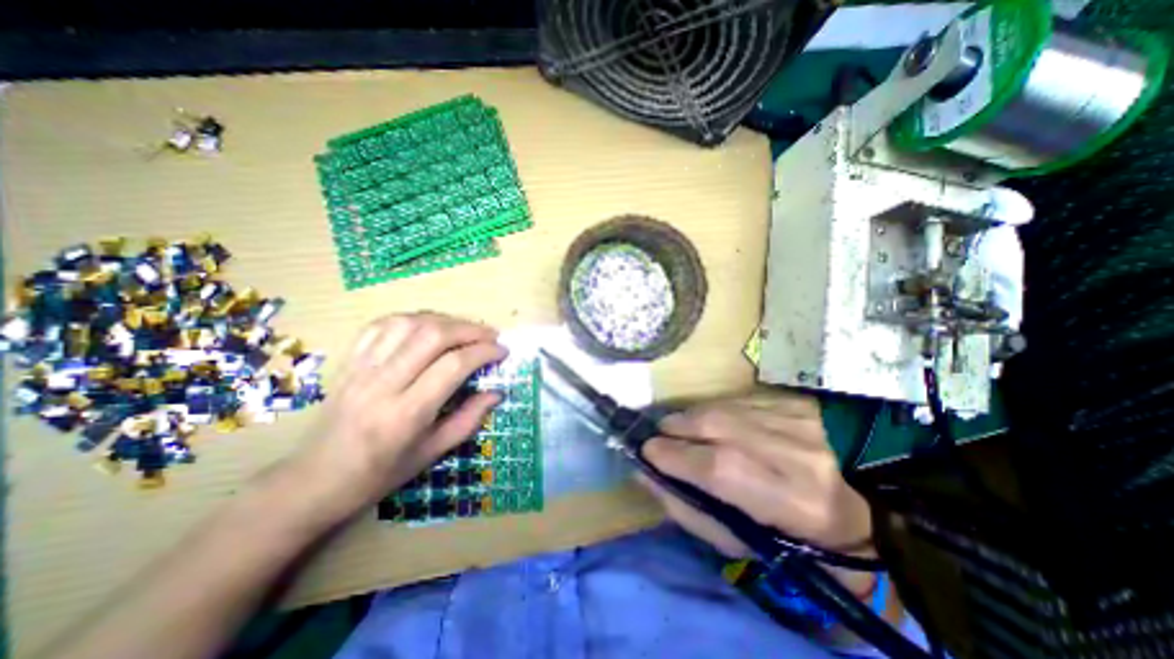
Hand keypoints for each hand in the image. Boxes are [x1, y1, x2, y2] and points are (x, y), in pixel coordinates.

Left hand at [288, 313, 504, 521]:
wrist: (315, 479)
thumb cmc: (381, 473)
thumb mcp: (433, 453)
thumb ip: (470, 419)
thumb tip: (498, 392)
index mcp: (407, 414)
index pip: (453, 365)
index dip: (484, 352)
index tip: (502, 351)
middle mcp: (383, 384)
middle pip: (432, 335)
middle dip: (469, 329)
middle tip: (490, 335)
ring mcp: (362, 368)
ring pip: (408, 323)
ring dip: (445, 319)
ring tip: (464, 329)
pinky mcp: (349, 361)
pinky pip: (382, 325)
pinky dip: (412, 318)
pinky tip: (428, 326)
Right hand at [642, 391, 879, 595]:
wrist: (863, 494)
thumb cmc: (794, 531)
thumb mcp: (743, 540)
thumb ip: (691, 511)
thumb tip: (648, 478)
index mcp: (786, 499)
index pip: (716, 468)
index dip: (671, 456)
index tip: (646, 453)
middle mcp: (787, 449)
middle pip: (711, 425)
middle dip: (673, 429)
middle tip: (660, 439)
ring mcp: (789, 416)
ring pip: (719, 408)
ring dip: (688, 418)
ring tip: (679, 430)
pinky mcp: (786, 400)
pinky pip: (732, 400)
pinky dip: (710, 409)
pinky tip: (709, 421)